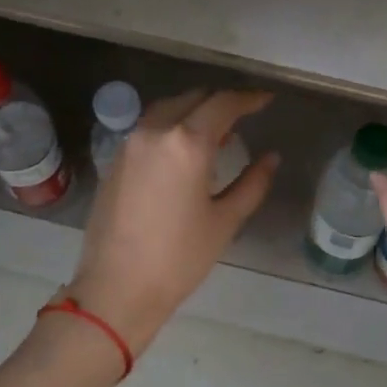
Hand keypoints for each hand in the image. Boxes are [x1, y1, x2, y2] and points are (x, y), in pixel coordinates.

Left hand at [67, 90, 279, 353]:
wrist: (117, 287)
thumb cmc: (179, 258)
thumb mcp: (225, 221)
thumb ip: (252, 183)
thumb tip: (271, 158)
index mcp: (187, 143)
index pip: (223, 104)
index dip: (249, 98)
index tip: (266, 100)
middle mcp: (155, 132)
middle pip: (193, 99)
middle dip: (220, 103)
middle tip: (243, 117)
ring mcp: (129, 144)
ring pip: (167, 110)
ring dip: (193, 112)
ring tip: (215, 134)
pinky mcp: (115, 161)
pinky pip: (149, 129)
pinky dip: (171, 128)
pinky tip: (183, 152)